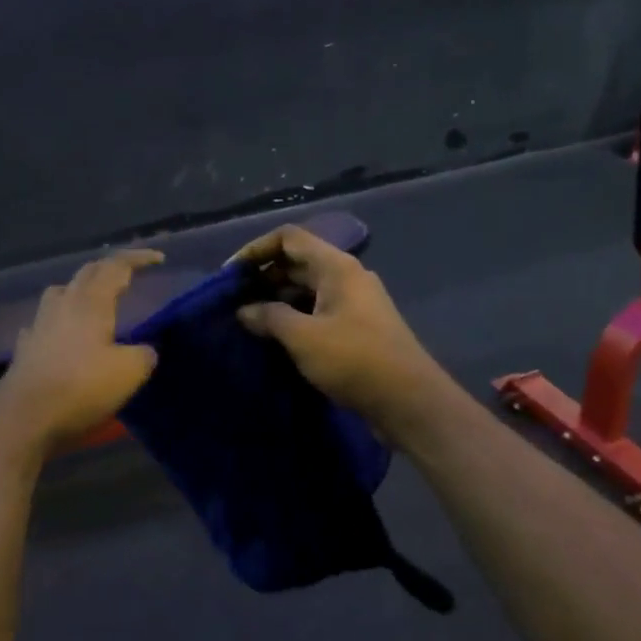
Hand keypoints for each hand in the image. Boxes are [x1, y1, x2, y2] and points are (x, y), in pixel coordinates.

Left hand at [0, 250, 162, 455]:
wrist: (23, 418)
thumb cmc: (81, 387)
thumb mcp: (128, 372)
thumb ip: (143, 355)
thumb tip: (145, 351)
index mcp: (92, 301)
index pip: (116, 266)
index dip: (138, 258)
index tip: (159, 259)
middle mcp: (64, 304)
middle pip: (87, 273)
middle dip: (109, 269)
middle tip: (128, 276)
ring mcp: (40, 324)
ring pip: (61, 293)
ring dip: (80, 290)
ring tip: (94, 303)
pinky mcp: (25, 348)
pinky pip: (44, 323)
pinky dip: (59, 323)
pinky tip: (62, 336)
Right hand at [231, 225, 442, 427]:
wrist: (409, 402)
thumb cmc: (355, 360)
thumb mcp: (303, 337)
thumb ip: (269, 317)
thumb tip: (244, 310)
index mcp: (336, 267)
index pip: (289, 238)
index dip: (256, 249)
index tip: (230, 274)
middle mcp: (346, 277)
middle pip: (298, 262)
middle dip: (264, 277)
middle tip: (233, 301)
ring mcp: (354, 303)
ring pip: (307, 289)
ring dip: (277, 300)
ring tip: (247, 321)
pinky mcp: (357, 329)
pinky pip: (318, 312)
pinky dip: (294, 318)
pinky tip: (275, 339)